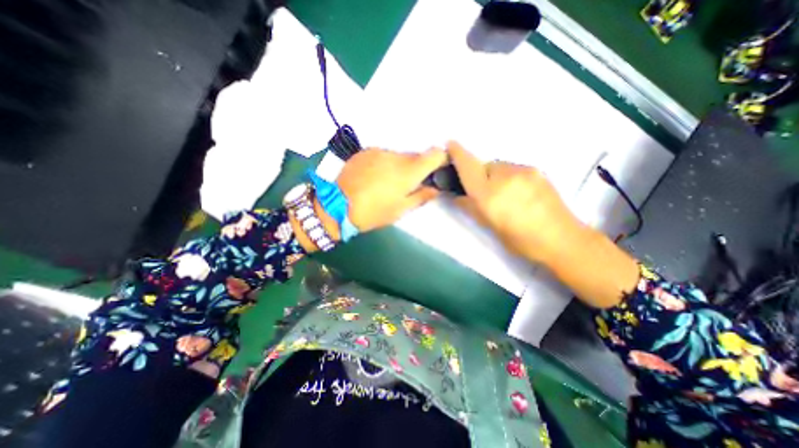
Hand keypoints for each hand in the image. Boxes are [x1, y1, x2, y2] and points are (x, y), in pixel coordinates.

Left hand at [337, 146, 447, 231]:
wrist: (337, 206)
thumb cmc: (373, 212)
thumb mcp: (401, 210)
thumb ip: (422, 196)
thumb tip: (435, 188)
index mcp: (408, 171)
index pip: (435, 154)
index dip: (441, 160)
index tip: (437, 170)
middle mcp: (396, 156)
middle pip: (415, 156)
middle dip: (416, 168)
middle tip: (408, 185)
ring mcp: (379, 151)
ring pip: (398, 156)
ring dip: (399, 166)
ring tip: (387, 183)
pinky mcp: (365, 152)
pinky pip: (383, 155)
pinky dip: (384, 164)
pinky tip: (374, 178)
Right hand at [449, 141, 636, 306]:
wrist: (561, 238)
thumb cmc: (520, 240)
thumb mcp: (489, 226)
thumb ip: (470, 207)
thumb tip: (457, 195)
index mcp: (489, 195)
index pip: (468, 168)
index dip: (457, 154)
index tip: (450, 143)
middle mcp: (504, 178)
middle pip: (484, 165)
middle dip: (479, 174)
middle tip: (485, 192)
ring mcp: (523, 171)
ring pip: (499, 166)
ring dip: (495, 175)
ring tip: (505, 194)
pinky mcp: (536, 170)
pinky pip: (513, 168)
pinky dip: (509, 176)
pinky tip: (518, 192)